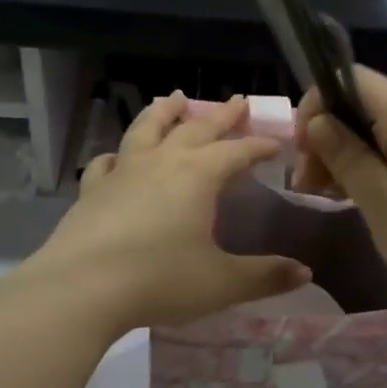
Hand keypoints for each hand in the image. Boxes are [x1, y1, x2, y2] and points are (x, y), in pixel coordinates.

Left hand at [25, 93, 309, 335]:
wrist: (81, 289)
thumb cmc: (159, 280)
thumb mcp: (222, 283)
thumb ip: (265, 276)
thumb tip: (305, 272)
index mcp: (198, 176)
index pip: (237, 152)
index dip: (259, 146)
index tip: (276, 144)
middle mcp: (162, 163)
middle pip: (196, 129)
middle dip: (221, 116)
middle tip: (237, 101)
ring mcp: (123, 172)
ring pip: (147, 129)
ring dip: (165, 113)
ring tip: (175, 99)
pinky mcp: (92, 191)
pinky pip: (108, 162)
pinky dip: (119, 154)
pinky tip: (118, 156)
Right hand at [292, 67, 386, 313]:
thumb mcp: (382, 202)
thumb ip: (348, 158)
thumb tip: (318, 120)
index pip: (358, 80)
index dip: (322, 99)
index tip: (302, 142)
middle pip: (361, 109)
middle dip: (324, 134)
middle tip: (304, 180)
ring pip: (371, 137)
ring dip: (338, 156)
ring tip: (316, 192)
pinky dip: (360, 171)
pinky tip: (344, 196)